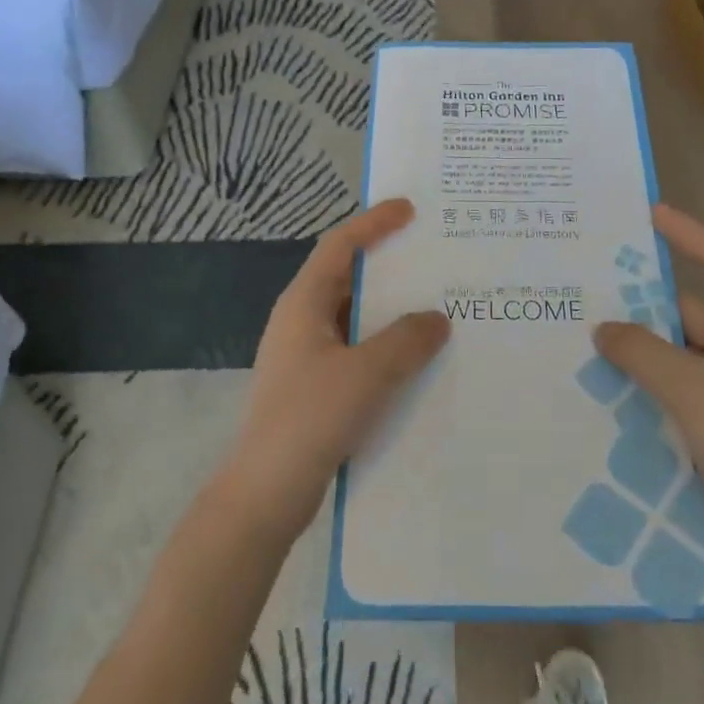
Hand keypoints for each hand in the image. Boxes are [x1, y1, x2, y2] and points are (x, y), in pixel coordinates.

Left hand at [222, 199, 450, 536]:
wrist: (265, 494)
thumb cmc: (310, 418)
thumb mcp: (366, 374)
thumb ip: (407, 340)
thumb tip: (438, 318)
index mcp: (304, 303)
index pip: (340, 245)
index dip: (373, 222)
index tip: (409, 209)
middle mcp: (302, 320)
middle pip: (348, 276)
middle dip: (388, 264)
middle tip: (432, 255)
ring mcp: (306, 355)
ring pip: (355, 317)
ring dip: (391, 309)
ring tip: (436, 304)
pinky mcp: (315, 387)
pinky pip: (357, 350)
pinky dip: (386, 344)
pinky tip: (417, 360)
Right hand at [593, 204, 703, 561]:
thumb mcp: (693, 392)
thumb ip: (644, 352)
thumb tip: (604, 328)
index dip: (688, 234)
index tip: (648, 214)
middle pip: (693, 315)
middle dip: (644, 306)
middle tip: (588, 294)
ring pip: (681, 361)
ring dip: (641, 355)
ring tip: (583, 344)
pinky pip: (680, 399)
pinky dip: (648, 393)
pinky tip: (605, 397)